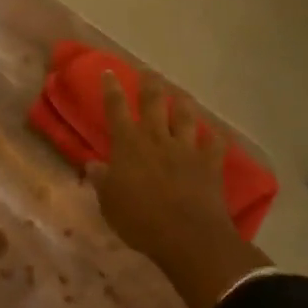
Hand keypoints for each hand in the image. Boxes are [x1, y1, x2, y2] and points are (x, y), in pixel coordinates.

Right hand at [86, 72, 264, 307]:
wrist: (187, 236)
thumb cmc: (140, 219)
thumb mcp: (109, 202)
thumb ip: (101, 180)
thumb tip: (92, 164)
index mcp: (128, 144)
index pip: (116, 108)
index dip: (111, 88)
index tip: (109, 71)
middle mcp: (157, 138)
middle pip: (153, 102)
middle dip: (149, 84)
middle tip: (148, 72)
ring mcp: (186, 148)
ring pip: (185, 116)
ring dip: (182, 102)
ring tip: (181, 94)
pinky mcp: (210, 164)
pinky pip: (215, 144)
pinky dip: (214, 137)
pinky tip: (215, 133)